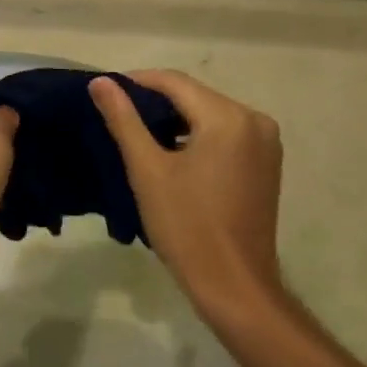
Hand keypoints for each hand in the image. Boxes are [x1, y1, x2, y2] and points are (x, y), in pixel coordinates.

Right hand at [89, 70, 285, 322]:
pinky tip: (170, 151)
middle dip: (155, 100)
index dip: (136, 81)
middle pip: (194, 96)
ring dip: (175, 119)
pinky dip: (196, 135)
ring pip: (209, 114)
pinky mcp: (266, 163)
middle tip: (116, 113)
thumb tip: (100, 82)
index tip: (104, 90)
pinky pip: (225, 133)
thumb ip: (123, 119)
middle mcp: (254, 120)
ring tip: (137, 132)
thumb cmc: (186, 226)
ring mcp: (266, 142)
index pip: (175, 82)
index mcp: (228, 118)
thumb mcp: (147, 170)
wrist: (233, 284)